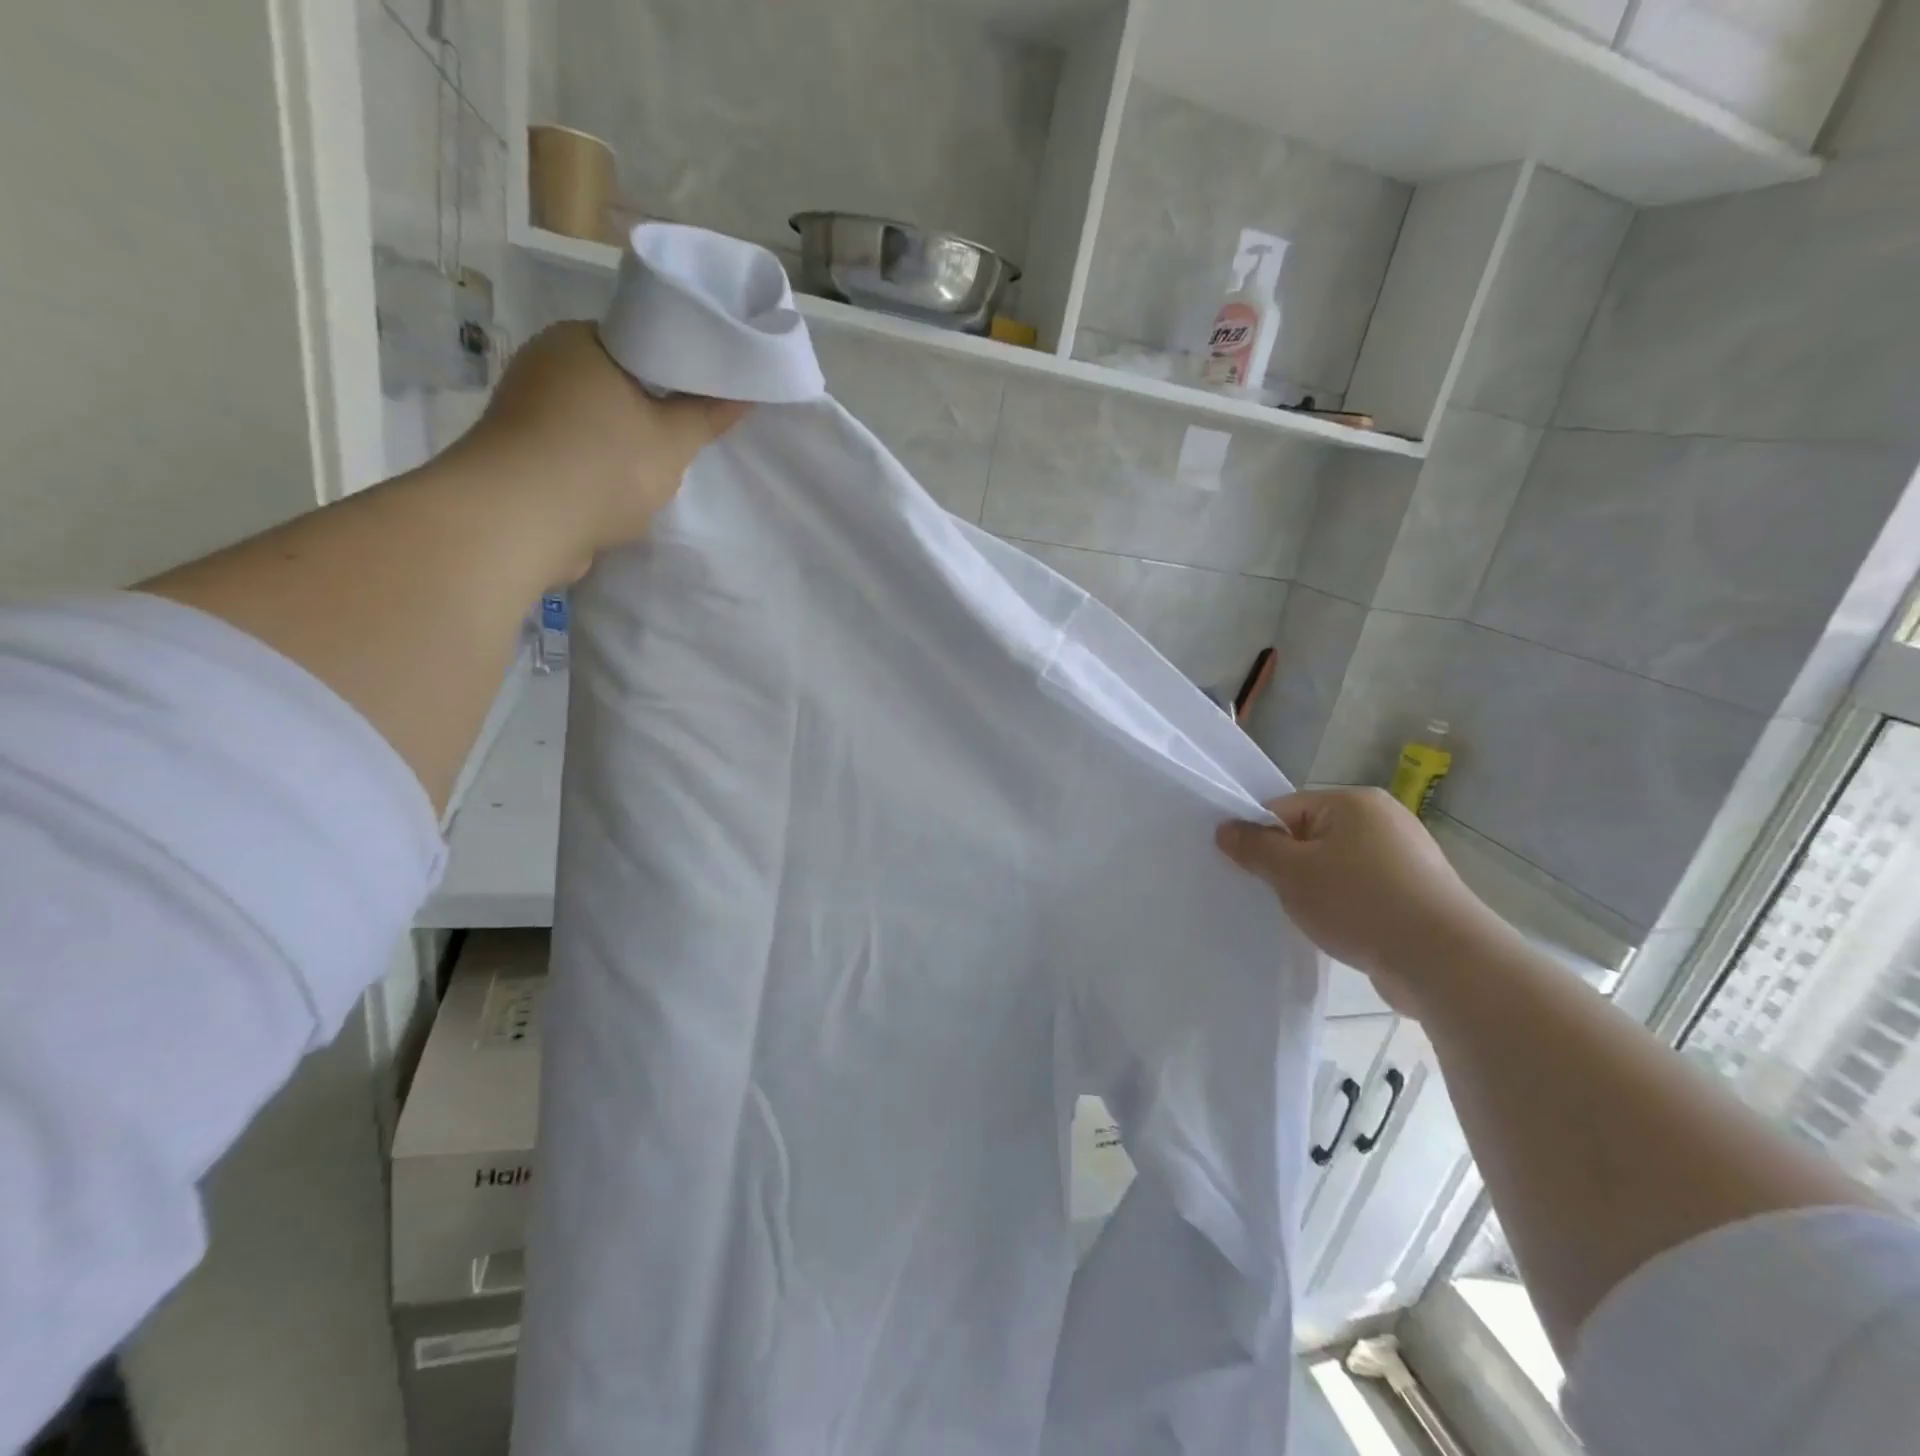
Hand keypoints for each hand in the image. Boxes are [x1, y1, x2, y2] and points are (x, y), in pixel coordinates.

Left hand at [455, 322, 748, 573]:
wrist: (519, 522)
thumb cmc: (602, 466)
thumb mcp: (672, 442)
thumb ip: (708, 416)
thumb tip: (745, 394)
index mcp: (580, 340)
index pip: (641, 341)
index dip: (678, 369)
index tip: (705, 396)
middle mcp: (546, 362)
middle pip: (619, 381)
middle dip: (653, 409)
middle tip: (691, 434)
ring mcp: (527, 407)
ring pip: (597, 418)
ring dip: (626, 442)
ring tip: (662, 466)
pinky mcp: (521, 450)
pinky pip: (575, 448)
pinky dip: (599, 464)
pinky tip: (624, 488)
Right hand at [1216, 788, 1512, 1015]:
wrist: (1445, 962)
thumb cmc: (1360, 903)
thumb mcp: (1292, 873)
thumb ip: (1254, 848)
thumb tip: (1225, 829)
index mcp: (1354, 802)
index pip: (1286, 808)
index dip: (1261, 838)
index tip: (1248, 871)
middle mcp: (1384, 819)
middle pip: (1310, 836)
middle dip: (1288, 866)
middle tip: (1273, 897)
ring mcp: (1406, 857)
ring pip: (1335, 866)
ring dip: (1316, 890)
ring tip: (1308, 918)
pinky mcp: (1417, 893)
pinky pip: (1362, 890)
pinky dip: (1345, 907)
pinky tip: (1339, 931)